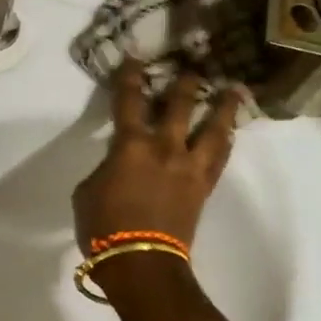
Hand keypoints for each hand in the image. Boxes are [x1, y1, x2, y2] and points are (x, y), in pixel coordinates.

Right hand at [72, 59, 243, 251]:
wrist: (141, 263)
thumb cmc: (103, 228)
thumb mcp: (88, 191)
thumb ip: (106, 168)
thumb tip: (120, 165)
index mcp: (131, 146)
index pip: (129, 102)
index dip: (130, 77)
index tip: (135, 58)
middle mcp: (165, 148)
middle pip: (179, 105)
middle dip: (184, 82)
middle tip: (192, 65)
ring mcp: (189, 167)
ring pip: (213, 129)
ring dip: (223, 107)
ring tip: (233, 90)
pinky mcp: (203, 188)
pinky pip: (219, 158)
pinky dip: (226, 141)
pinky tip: (230, 133)